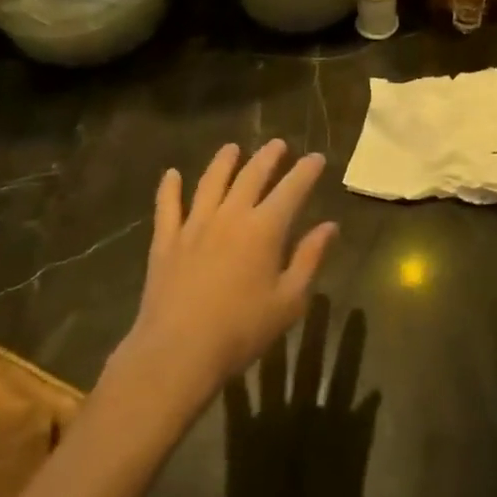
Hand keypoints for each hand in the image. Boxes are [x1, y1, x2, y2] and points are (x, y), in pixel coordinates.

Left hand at [113, 141, 336, 412]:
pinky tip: (171, 174)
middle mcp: (231, 215)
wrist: (178, 352)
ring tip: (232, 148)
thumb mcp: (289, 301)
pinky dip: (169, 188)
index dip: (306, 170)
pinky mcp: (166, 241)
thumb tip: (330, 226)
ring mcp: (194, 225)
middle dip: (268, 157)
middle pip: (251, 175)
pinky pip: (167, 206)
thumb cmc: (242, 331)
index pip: (292, 189)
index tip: (316, 157)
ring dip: (224, 161)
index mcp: (265, 229)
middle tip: (278, 144)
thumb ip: (309, 259)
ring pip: (211, 182)